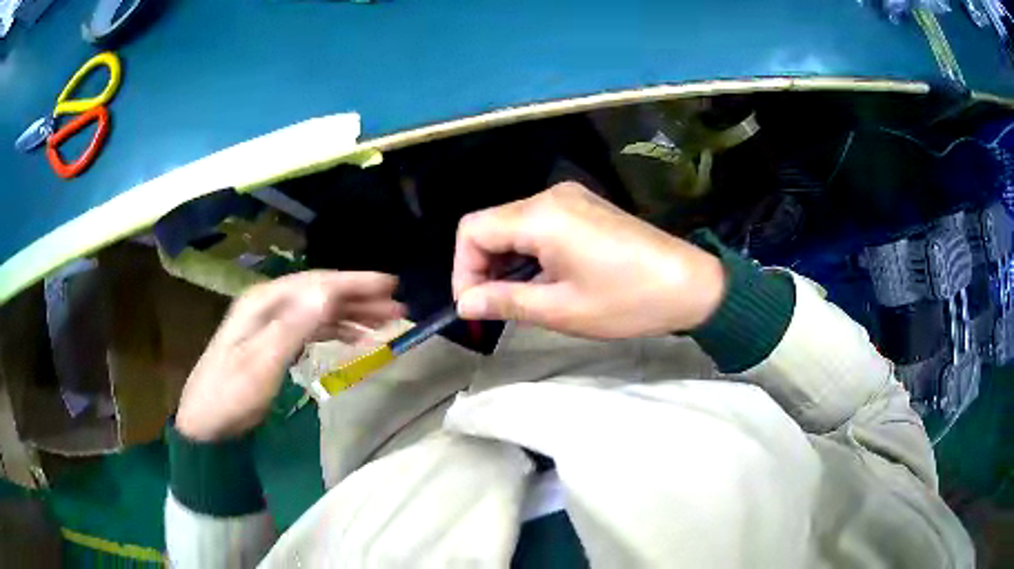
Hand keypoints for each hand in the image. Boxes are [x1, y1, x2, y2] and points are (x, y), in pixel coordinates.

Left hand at [176, 271, 403, 441]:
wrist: (207, 422)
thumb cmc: (231, 395)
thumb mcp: (261, 363)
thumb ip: (293, 327)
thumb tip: (328, 293)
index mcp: (265, 302)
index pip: (316, 283)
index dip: (354, 282)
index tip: (390, 284)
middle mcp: (270, 305)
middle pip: (321, 293)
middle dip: (359, 298)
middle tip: (397, 306)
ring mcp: (273, 323)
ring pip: (319, 311)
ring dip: (352, 315)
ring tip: (385, 323)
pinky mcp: (276, 342)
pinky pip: (313, 329)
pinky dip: (337, 332)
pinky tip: (356, 340)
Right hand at [452, 182, 724, 338]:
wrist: (691, 285)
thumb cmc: (627, 300)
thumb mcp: (561, 309)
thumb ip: (505, 302)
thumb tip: (465, 304)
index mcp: (541, 216)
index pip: (473, 230)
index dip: (463, 269)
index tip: (474, 307)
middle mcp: (551, 196)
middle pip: (491, 224)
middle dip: (482, 267)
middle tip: (492, 308)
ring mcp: (571, 198)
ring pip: (514, 225)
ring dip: (505, 261)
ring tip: (516, 299)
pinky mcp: (585, 207)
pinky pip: (539, 224)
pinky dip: (528, 252)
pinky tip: (541, 280)